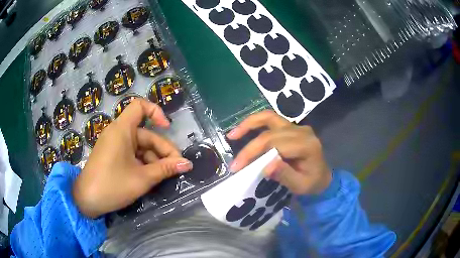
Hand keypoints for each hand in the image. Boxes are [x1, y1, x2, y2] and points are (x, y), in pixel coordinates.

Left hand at [73, 99, 192, 217]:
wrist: (86, 201)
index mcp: (122, 130)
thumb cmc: (112, 186)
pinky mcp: (112, 155)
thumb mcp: (142, 179)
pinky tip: (150, 177)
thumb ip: (165, 169)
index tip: (167, 128)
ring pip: (140, 146)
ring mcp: (114, 145)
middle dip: (162, 150)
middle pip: (145, 134)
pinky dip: (142, 163)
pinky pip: (132, 154)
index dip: (156, 112)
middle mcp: (117, 133)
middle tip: (177, 168)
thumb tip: (187, 164)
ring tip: (164, 177)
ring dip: (154, 160)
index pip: (139, 106)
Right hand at [227, 110, 331, 194]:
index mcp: (307, 145)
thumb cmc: (313, 182)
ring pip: (269, 117)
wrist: (323, 175)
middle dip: (249, 148)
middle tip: (235, 164)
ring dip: (249, 124)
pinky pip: (271, 119)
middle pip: (269, 133)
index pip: (275, 144)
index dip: (254, 153)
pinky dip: (255, 123)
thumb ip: (286, 175)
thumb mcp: (301, 185)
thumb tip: (266, 165)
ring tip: (232, 135)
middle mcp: (301, 131)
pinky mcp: (291, 126)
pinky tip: (244, 129)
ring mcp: (296, 126)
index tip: (238, 168)